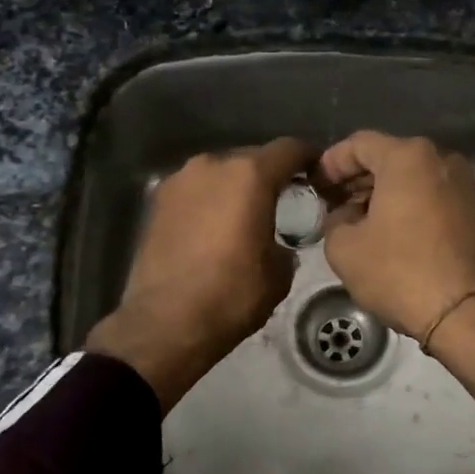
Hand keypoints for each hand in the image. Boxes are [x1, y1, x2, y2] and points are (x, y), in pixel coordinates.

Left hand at [87, 138, 311, 412]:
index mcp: (249, 175)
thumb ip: (286, 242)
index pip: (289, 149)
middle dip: (268, 176)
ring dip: (235, 188)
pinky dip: (209, 202)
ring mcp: (179, 181)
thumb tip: (277, 242)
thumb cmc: (231, 296)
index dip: (308, 158)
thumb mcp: (279, 273)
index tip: (317, 173)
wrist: (165, 324)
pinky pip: (195, 192)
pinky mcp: (156, 201)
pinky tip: (213, 230)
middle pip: (251, 158)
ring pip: (219, 174)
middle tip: (282, 201)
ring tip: (244, 217)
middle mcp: (212, 166)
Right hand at [316, 132, 474, 338]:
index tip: (316, 185)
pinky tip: (386, 230)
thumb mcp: (344, 248)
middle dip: (357, 178)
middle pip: (388, 157)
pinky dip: (405, 205)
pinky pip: (429, 195)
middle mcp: (440, 159)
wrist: (469, 313)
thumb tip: (347, 215)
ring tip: (355, 220)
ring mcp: (463, 184)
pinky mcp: (474, 211)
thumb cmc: (401, 272)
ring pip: (411, 178)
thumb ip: (335, 220)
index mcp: (408, 156)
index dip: (331, 162)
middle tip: (331, 202)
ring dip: (381, 193)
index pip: (359, 144)